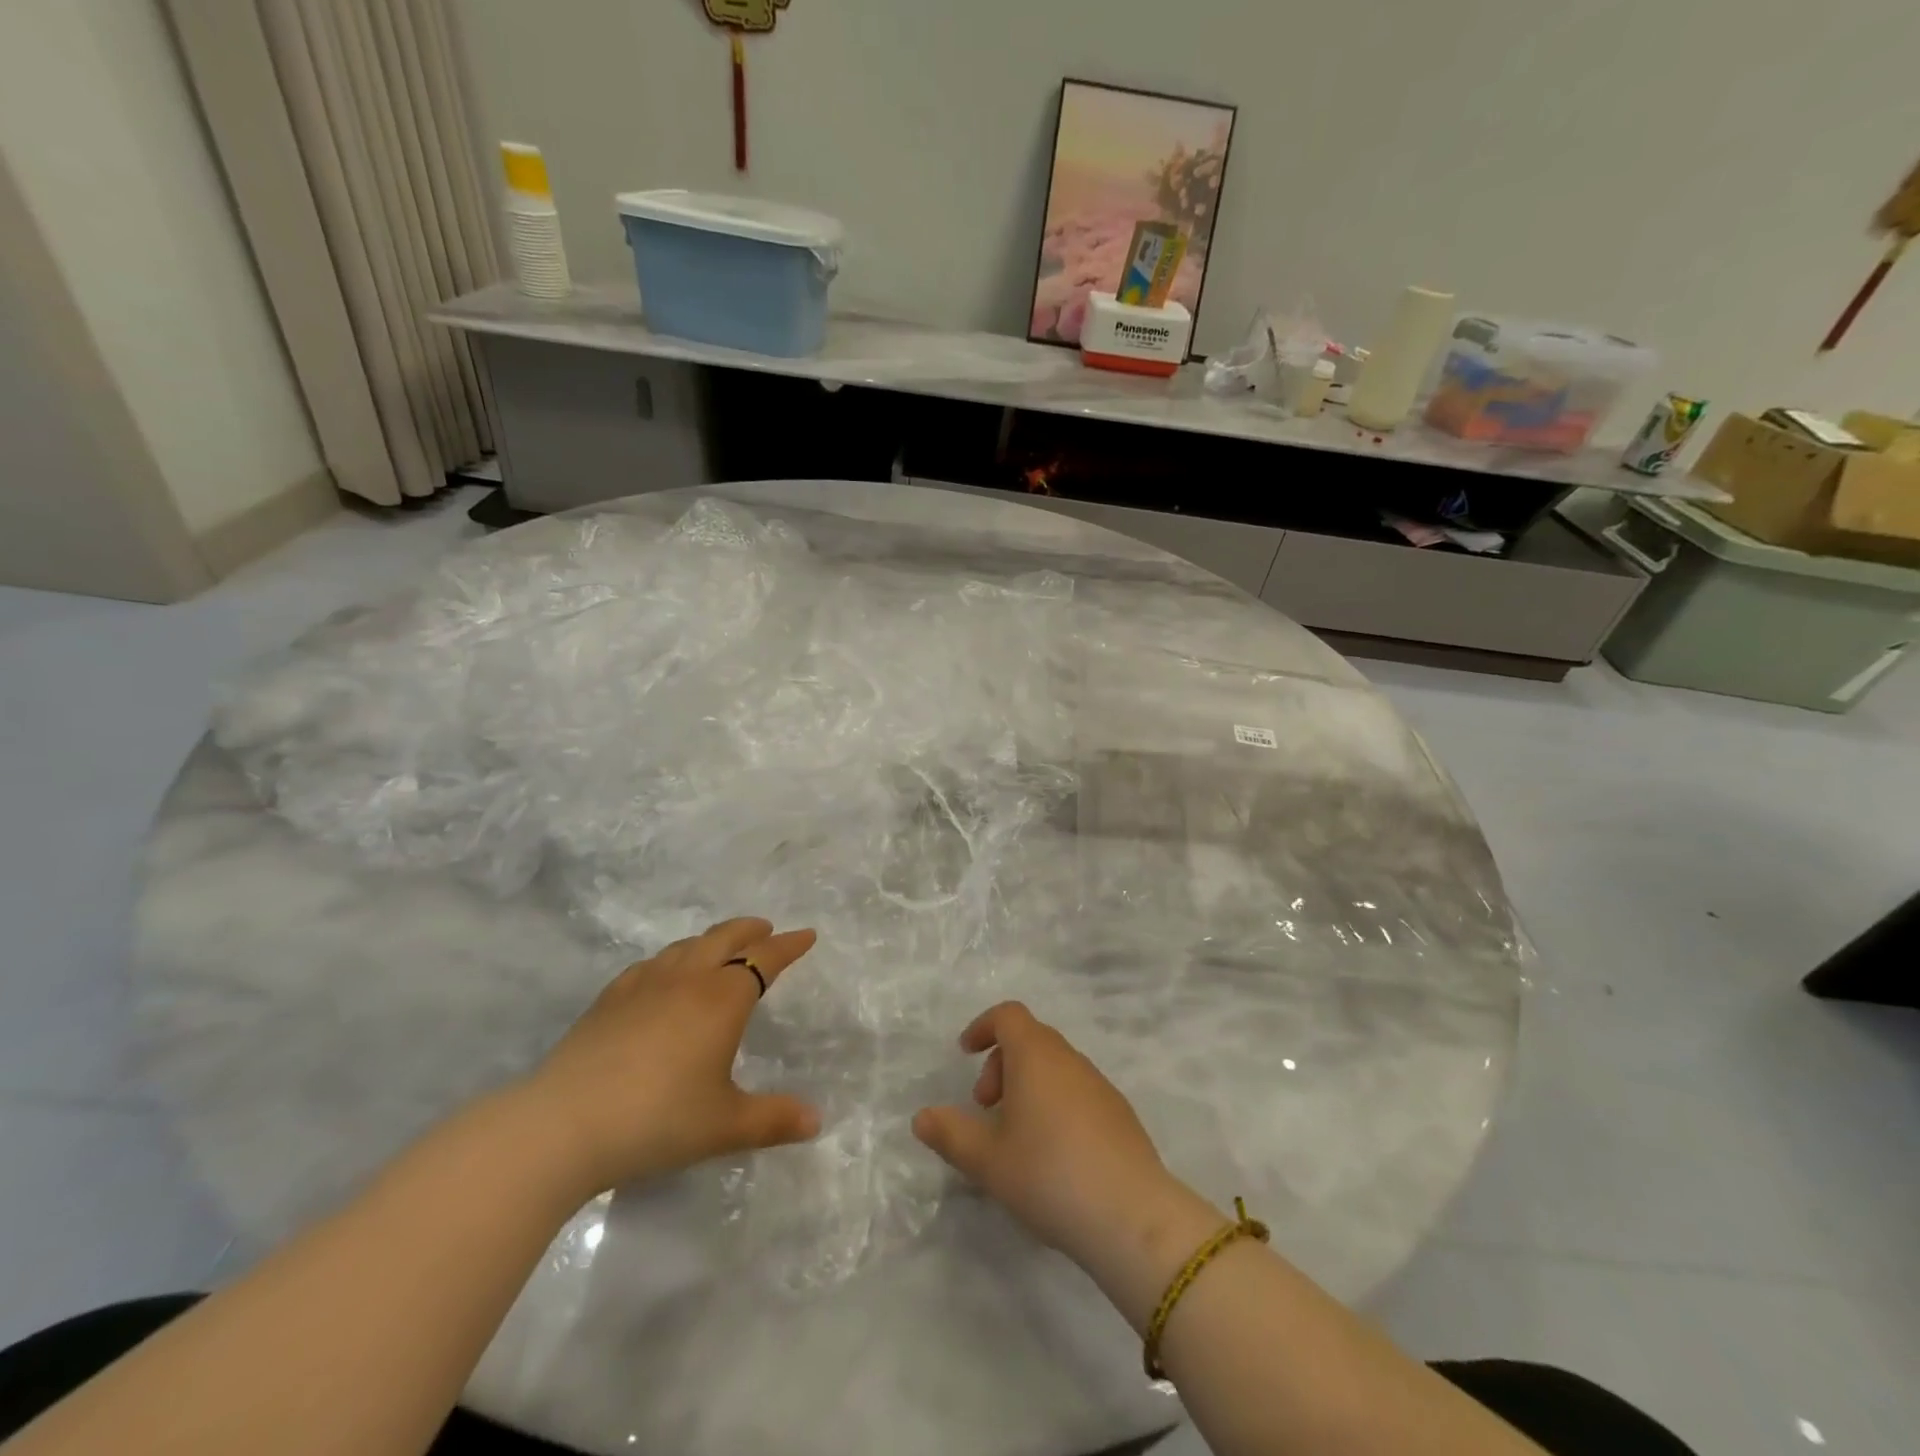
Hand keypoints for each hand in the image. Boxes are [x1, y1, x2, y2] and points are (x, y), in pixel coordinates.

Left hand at [519, 917, 819, 1197]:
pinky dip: (672, 959)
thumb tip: (816, 1121)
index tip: (807, 935)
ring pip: (687, 946)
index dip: (788, 946)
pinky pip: (651, 964)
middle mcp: (687, 979)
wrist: (563, 1125)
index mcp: (722, 999)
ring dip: (712, 940)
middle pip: (725, 938)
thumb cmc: (658, 1120)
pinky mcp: (609, 998)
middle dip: (751, 930)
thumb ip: (773, 1120)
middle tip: (766, 930)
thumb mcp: (724, 1126)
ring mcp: (644, 984)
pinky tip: (663, 976)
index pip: (765, 959)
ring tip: (720, 948)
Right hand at [911, 1001, 1186, 1265]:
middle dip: (1001, 1064)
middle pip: (1030, 1039)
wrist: (1132, 1215)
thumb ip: (951, 1134)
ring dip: (1028, 1086)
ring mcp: (1099, 1085)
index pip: (1008, 1015)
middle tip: (986, 1108)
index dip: (983, 1026)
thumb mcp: (988, 1160)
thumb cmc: (1049, 1174)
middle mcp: (1069, 1059)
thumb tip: (922, 1117)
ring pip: (1054, 1066)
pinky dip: (1054, 1103)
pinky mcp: (1119, 1113)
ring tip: (1015, 1137)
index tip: (965, 1054)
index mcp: (1036, 1055)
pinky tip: (1052, 1154)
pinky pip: (1076, 1091)